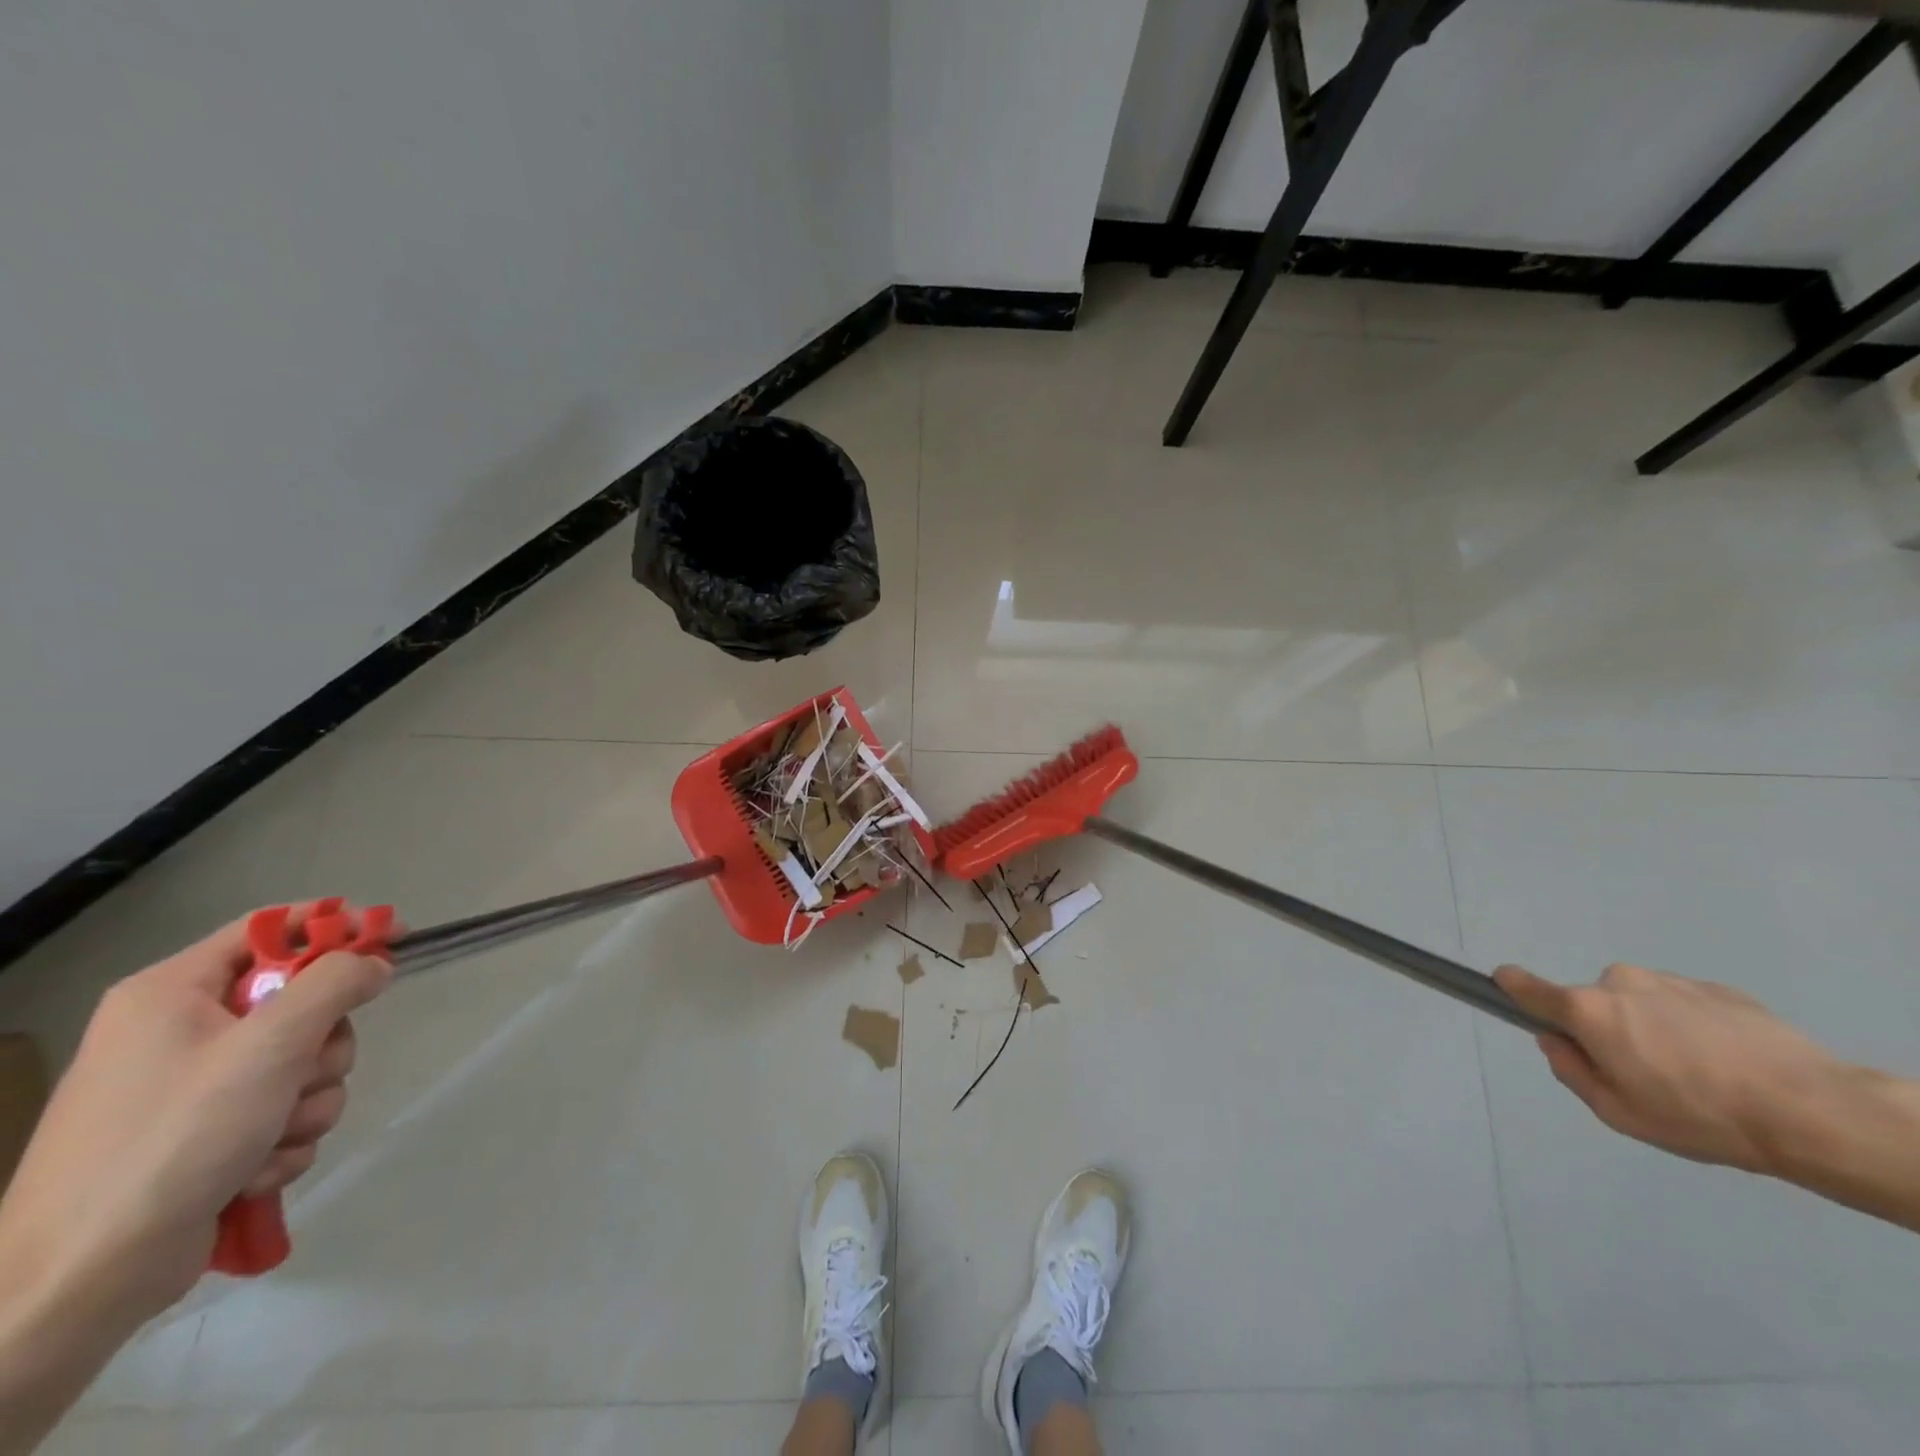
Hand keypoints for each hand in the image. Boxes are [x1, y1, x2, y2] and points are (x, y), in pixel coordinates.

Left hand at [0, 908, 391, 1326]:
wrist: (80, 1281)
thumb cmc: (172, 1140)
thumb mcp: (270, 1046)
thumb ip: (335, 985)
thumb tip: (374, 962)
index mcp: (173, 993)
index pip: (271, 929)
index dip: (338, 927)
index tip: (396, 941)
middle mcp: (181, 1031)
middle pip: (302, 1004)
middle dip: (322, 1047)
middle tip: (302, 1076)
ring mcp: (195, 1088)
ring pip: (304, 1065)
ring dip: (308, 1102)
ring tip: (270, 1139)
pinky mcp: (209, 1136)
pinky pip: (285, 1112)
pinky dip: (284, 1140)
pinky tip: (252, 1171)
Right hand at [1495, 962, 1844, 1172]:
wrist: (1813, 1111)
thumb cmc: (1699, 1116)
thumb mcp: (1619, 1113)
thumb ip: (1572, 1071)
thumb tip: (1557, 1042)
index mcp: (1587, 1010)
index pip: (1524, 985)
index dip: (1510, 988)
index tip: (1507, 992)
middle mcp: (1618, 982)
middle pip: (1593, 1002)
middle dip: (1607, 1029)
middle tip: (1646, 1074)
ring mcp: (1671, 981)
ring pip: (1642, 1002)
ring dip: (1653, 1027)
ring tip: (1702, 1073)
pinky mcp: (1719, 989)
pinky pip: (1686, 1005)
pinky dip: (1695, 1028)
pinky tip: (1732, 1064)